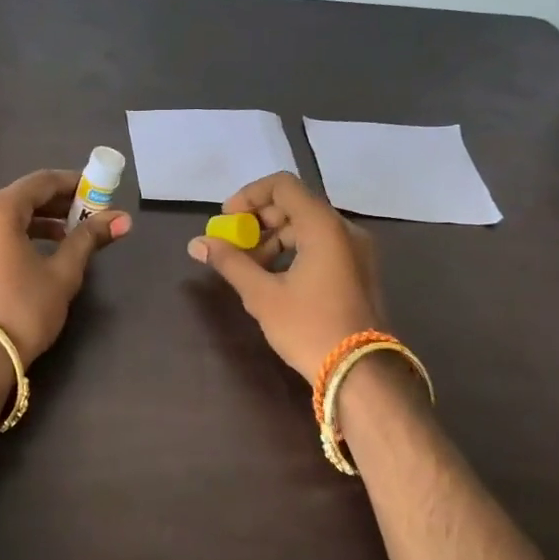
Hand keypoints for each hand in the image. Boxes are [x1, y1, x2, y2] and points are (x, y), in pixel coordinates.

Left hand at [0, 170, 130, 376]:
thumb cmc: (22, 311)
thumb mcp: (62, 274)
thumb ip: (88, 239)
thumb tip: (123, 219)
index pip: (41, 182)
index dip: (73, 183)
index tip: (98, 191)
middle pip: (21, 198)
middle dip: (57, 205)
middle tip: (89, 216)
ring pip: (4, 218)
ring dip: (38, 223)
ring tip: (69, 238)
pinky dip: (16, 237)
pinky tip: (38, 255)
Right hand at [188, 172, 385, 383]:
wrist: (361, 373)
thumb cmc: (309, 328)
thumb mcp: (262, 295)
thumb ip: (229, 262)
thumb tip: (197, 243)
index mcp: (324, 227)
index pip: (283, 186)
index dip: (249, 196)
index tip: (227, 220)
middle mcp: (344, 230)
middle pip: (295, 206)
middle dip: (258, 222)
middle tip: (234, 248)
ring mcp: (357, 252)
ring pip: (308, 228)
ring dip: (274, 240)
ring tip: (250, 271)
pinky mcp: (358, 272)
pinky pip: (321, 247)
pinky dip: (294, 253)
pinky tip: (275, 281)